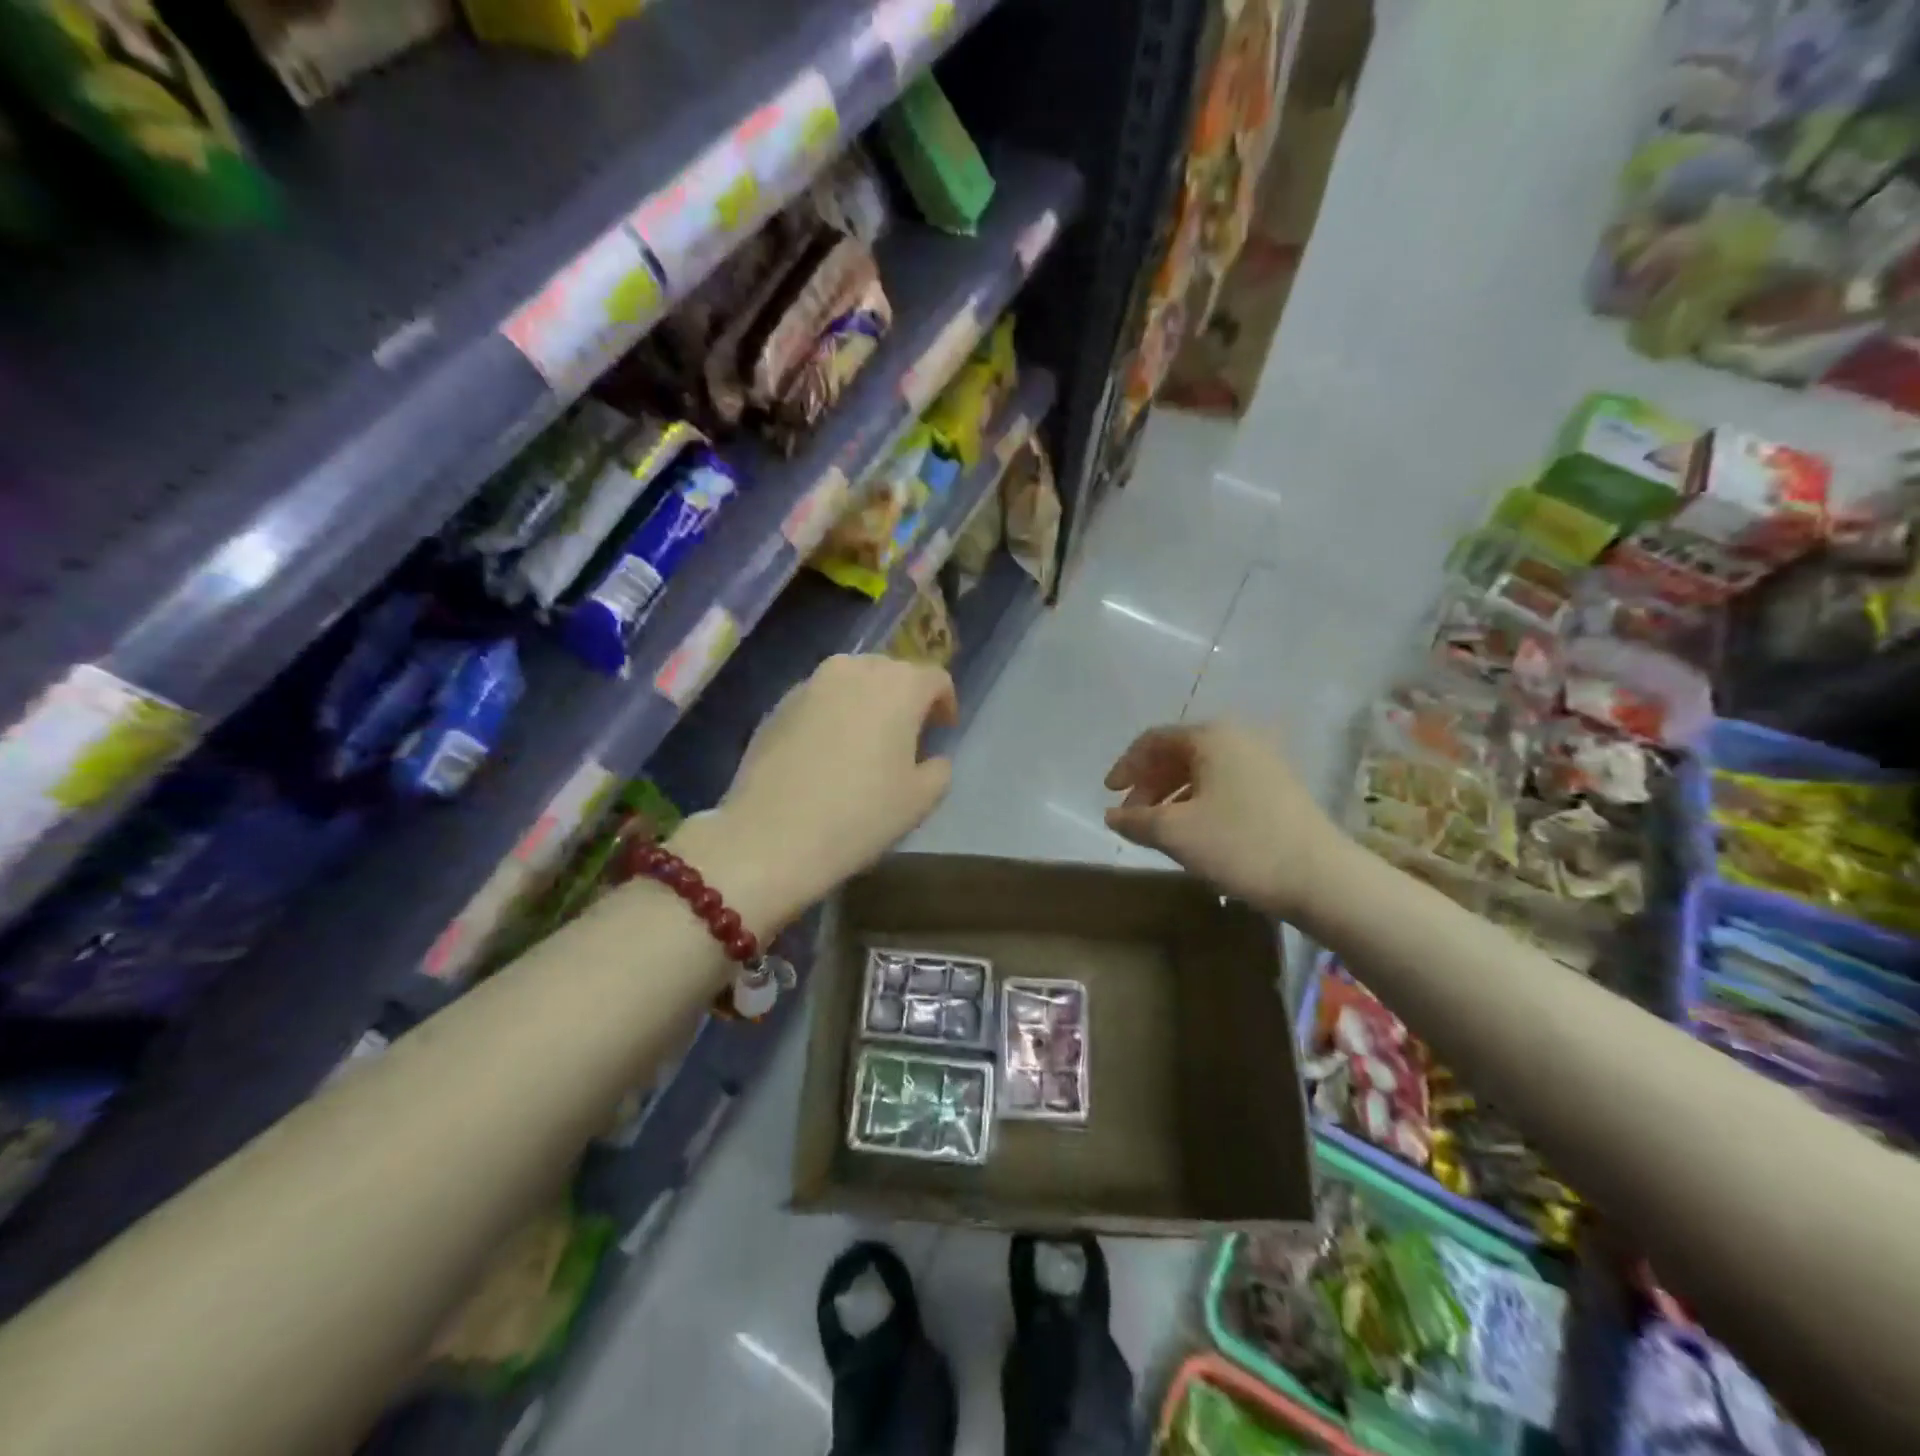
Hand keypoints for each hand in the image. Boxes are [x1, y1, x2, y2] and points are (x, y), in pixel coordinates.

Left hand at [696, 655, 956, 925]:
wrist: (772, 835)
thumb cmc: (860, 814)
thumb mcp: (921, 800)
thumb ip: (938, 769)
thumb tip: (931, 758)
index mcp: (899, 686)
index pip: (935, 678)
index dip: (945, 702)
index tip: (943, 729)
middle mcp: (855, 670)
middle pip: (892, 672)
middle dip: (904, 697)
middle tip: (906, 735)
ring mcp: (811, 684)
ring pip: (852, 681)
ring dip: (867, 702)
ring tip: (865, 740)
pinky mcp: (778, 704)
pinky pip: (819, 699)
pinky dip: (832, 714)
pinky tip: (827, 752)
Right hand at [1103, 721, 1338, 917]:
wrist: (1322, 877)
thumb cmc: (1240, 844)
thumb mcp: (1175, 833)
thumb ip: (1136, 820)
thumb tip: (1112, 815)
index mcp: (1212, 737)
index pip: (1154, 740)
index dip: (1126, 766)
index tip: (1109, 794)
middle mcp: (1239, 738)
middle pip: (1178, 753)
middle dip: (1149, 783)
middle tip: (1131, 815)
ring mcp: (1263, 762)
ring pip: (1202, 771)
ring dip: (1172, 795)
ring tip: (1158, 828)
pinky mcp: (1279, 787)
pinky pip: (1224, 784)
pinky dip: (1198, 802)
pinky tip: (1193, 831)